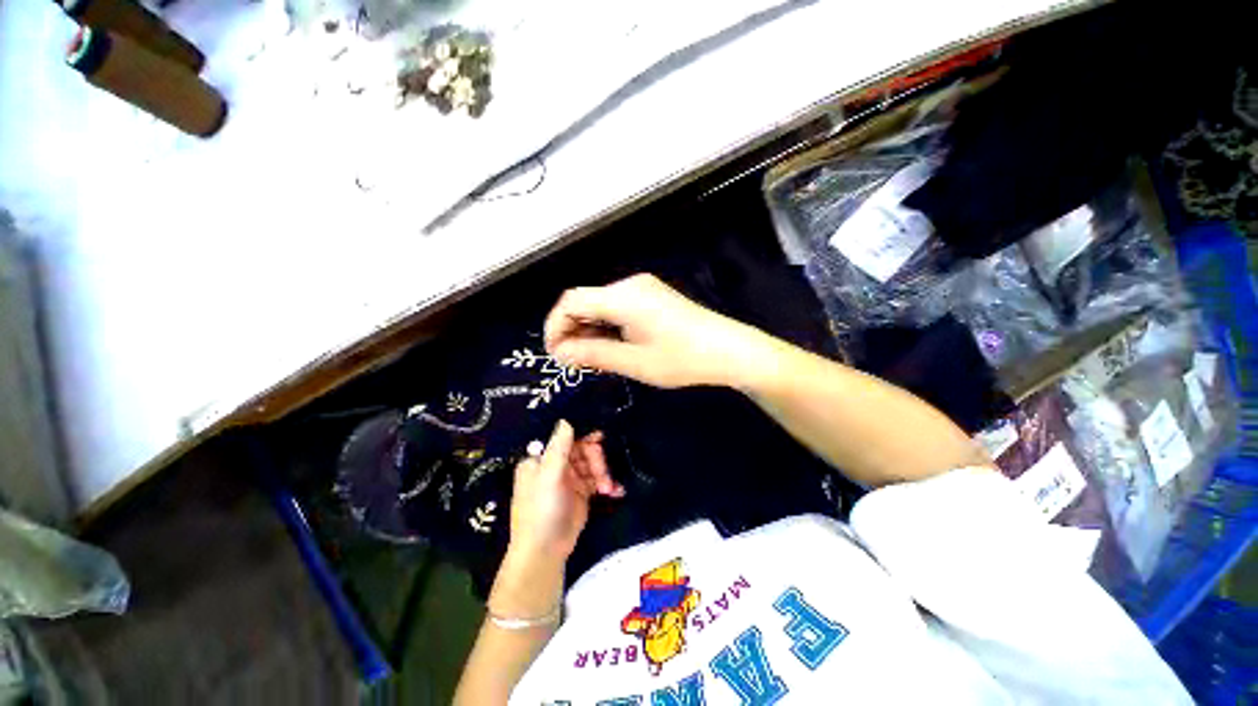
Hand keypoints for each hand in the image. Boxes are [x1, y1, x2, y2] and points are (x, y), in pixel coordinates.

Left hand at [507, 420, 623, 564]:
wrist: (545, 552)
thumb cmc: (541, 510)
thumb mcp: (549, 477)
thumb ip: (559, 447)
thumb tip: (566, 420)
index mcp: (542, 458)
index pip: (565, 438)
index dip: (583, 435)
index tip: (600, 435)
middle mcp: (556, 464)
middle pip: (583, 449)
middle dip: (596, 459)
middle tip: (602, 473)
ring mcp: (570, 478)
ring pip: (593, 464)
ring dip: (604, 473)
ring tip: (608, 488)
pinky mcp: (582, 492)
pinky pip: (598, 480)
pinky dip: (608, 484)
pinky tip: (616, 491)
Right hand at [544, 273, 761, 388]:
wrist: (728, 350)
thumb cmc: (682, 359)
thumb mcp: (634, 361)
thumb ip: (593, 354)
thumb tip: (561, 352)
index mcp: (623, 296)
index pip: (571, 300)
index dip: (554, 325)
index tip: (553, 353)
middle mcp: (629, 285)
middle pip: (585, 300)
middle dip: (571, 328)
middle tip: (570, 361)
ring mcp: (643, 289)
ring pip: (600, 304)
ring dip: (588, 328)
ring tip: (587, 357)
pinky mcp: (652, 297)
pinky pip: (617, 307)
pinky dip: (605, 325)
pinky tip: (608, 345)